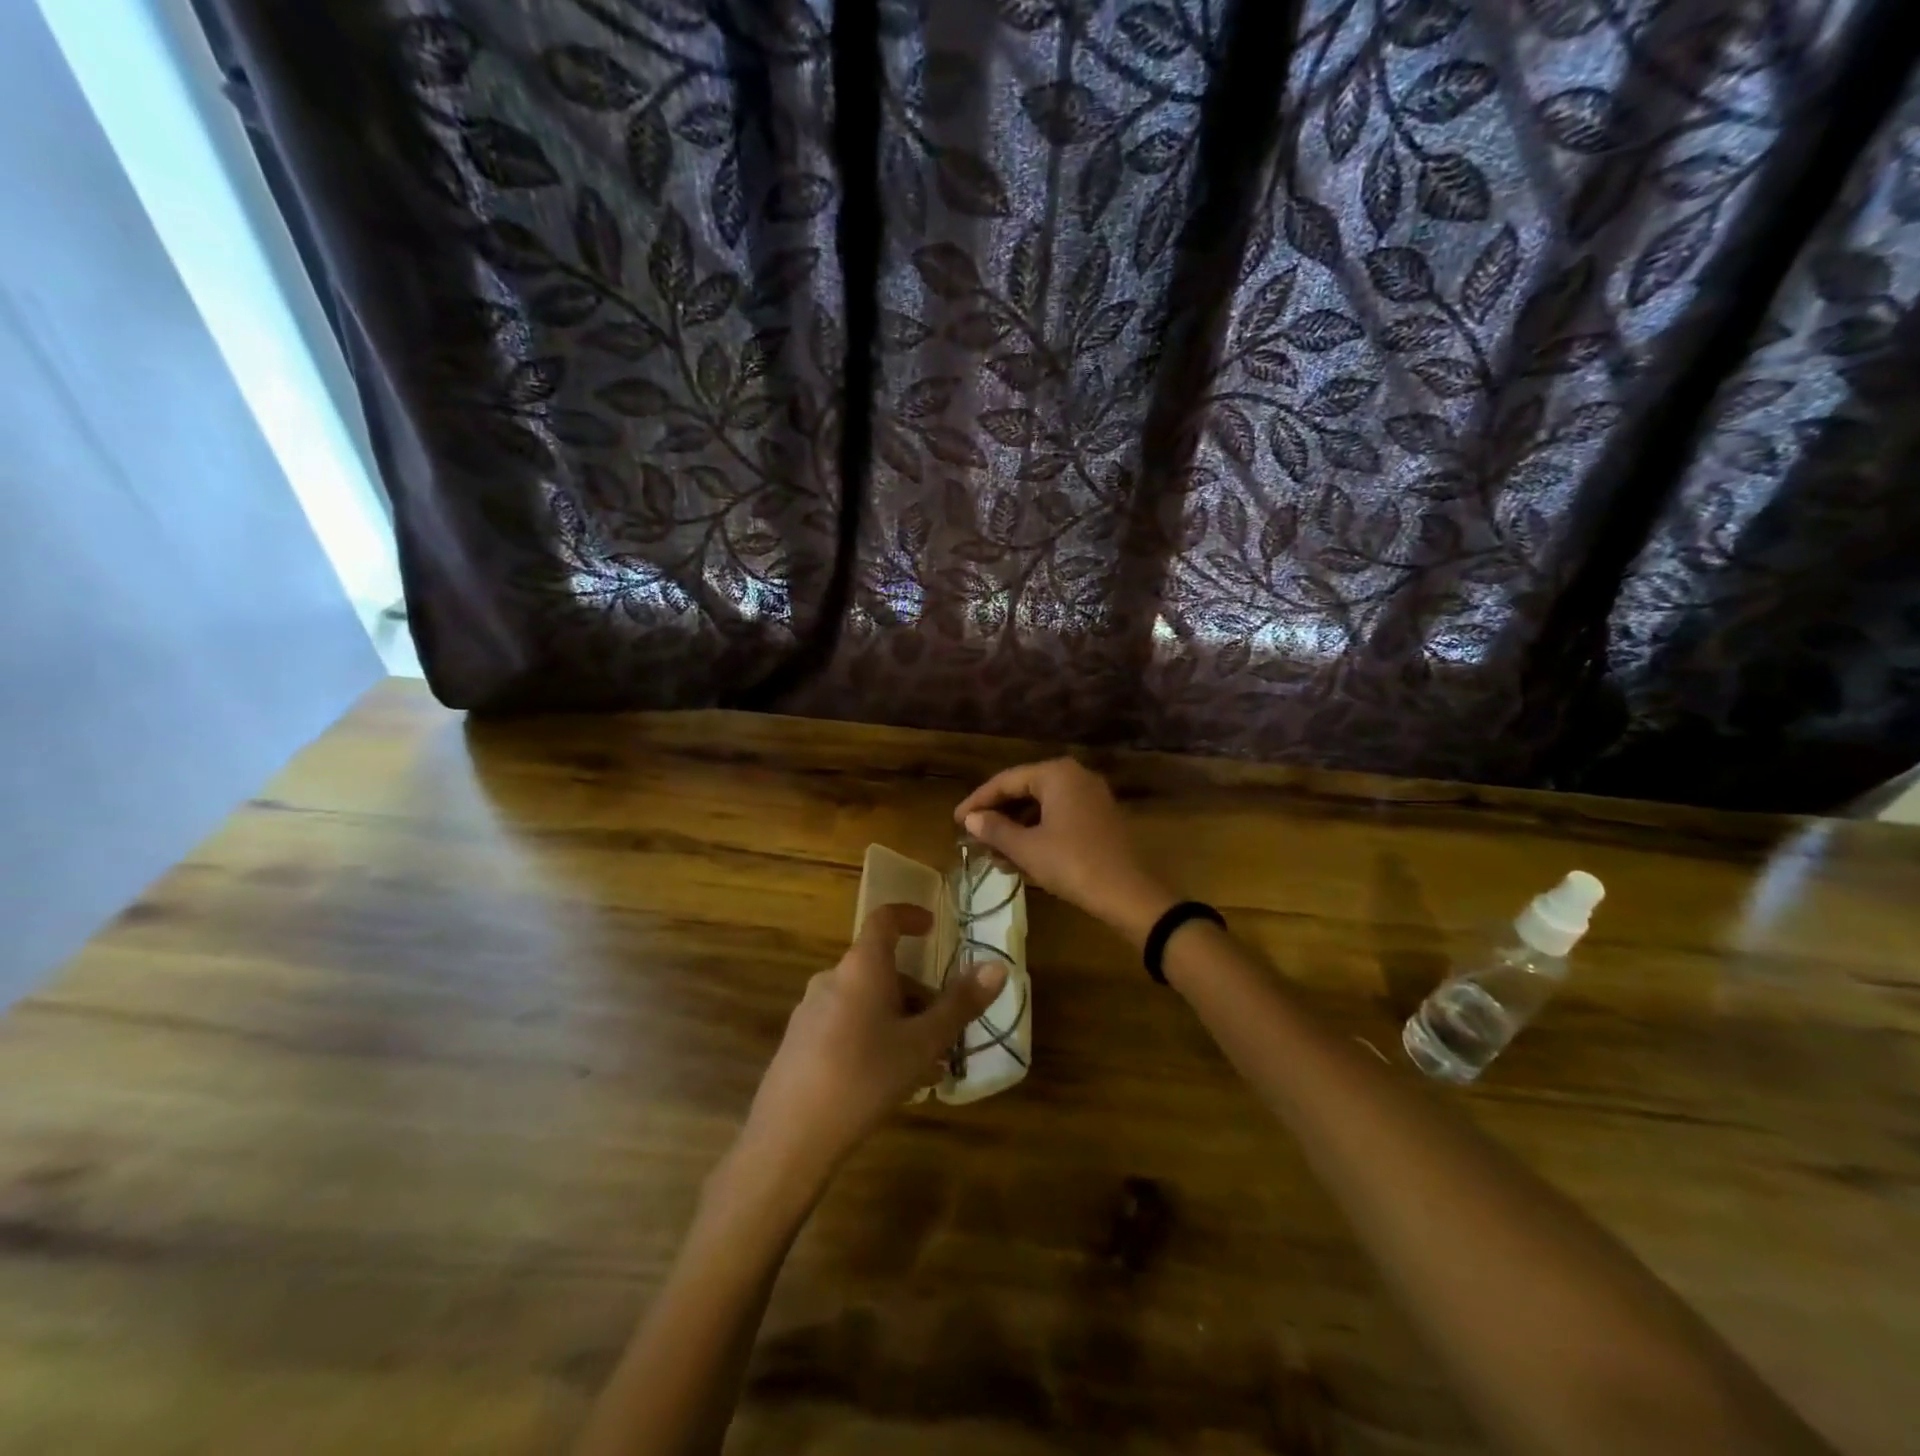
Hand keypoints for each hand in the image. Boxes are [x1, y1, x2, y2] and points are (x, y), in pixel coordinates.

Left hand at [737, 903, 1007, 1191]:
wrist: (791, 1137)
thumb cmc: (865, 1077)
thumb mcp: (923, 1043)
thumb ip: (960, 1004)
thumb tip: (997, 967)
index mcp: (862, 967)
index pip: (884, 920)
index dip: (910, 916)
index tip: (933, 927)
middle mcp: (832, 978)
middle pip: (881, 970)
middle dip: (917, 994)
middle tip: (944, 1029)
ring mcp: (811, 1010)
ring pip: (866, 1002)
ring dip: (899, 1021)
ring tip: (925, 1065)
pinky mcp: (799, 1042)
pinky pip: (847, 1024)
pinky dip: (874, 1037)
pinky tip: (890, 1081)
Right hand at [955, 759, 1175, 945]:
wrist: (1128, 895)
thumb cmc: (1072, 864)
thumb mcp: (1026, 848)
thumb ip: (995, 829)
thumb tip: (970, 819)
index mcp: (1056, 774)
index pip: (1005, 780)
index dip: (978, 801)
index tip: (956, 821)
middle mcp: (1075, 776)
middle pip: (1024, 791)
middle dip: (997, 817)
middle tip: (973, 838)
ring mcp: (1091, 797)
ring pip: (1041, 807)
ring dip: (1015, 829)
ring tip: (993, 855)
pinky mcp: (1100, 818)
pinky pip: (1059, 818)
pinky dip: (1037, 834)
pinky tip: (1021, 859)